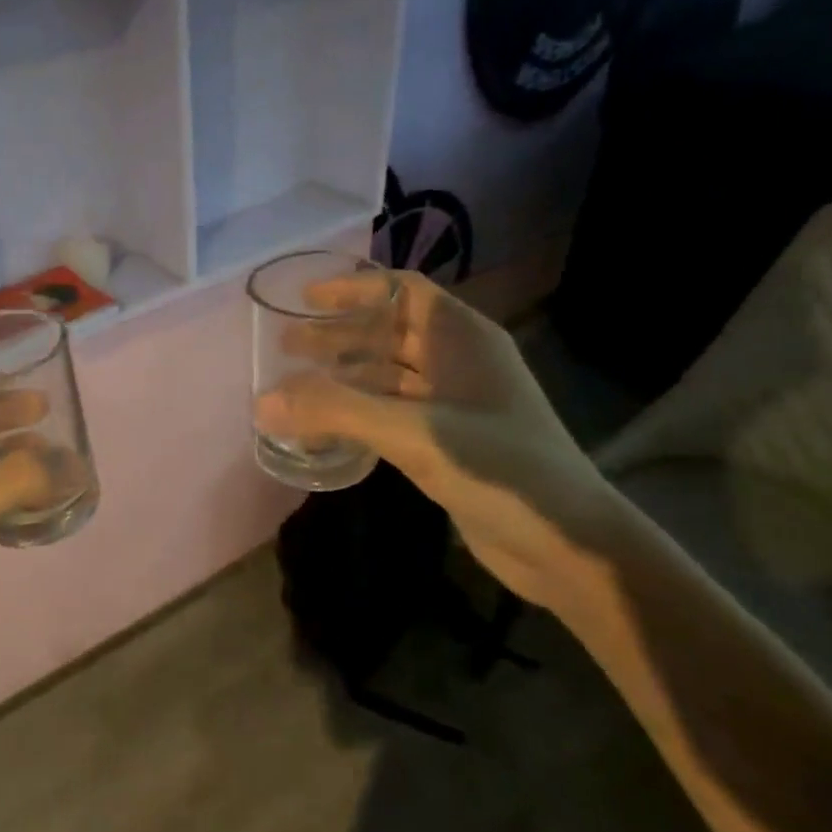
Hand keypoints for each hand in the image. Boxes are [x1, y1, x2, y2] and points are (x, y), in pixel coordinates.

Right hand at [253, 271, 610, 611]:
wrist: (567, 543)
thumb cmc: (499, 469)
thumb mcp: (414, 433)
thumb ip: (337, 412)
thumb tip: (263, 401)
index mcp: (462, 338)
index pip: (402, 291)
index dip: (354, 288)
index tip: (305, 299)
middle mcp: (459, 361)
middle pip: (390, 332)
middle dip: (339, 336)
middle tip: (286, 347)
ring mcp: (457, 403)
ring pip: (389, 375)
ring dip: (345, 376)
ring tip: (296, 386)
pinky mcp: (450, 441)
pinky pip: (394, 412)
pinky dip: (360, 413)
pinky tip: (328, 428)